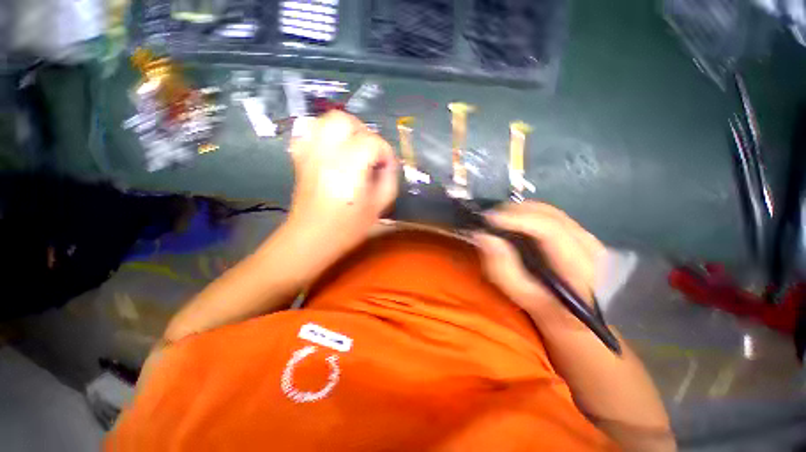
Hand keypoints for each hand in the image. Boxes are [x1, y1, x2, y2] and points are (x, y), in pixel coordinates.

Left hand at [287, 111, 397, 252]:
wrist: (312, 238)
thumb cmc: (348, 227)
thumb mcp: (380, 206)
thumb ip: (389, 179)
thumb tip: (388, 162)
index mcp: (349, 167)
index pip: (372, 142)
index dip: (385, 153)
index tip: (387, 168)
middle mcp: (326, 154)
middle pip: (344, 120)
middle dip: (364, 132)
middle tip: (371, 152)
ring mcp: (309, 153)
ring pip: (325, 120)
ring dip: (344, 130)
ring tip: (354, 148)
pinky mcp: (300, 158)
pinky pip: (310, 132)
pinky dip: (324, 134)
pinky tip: (333, 150)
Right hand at [475, 202, 605, 325]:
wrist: (575, 314)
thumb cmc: (544, 306)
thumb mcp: (519, 293)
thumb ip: (502, 267)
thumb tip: (484, 235)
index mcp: (579, 268)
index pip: (550, 230)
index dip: (518, 219)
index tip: (488, 218)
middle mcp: (589, 245)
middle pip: (549, 215)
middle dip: (514, 212)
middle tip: (487, 217)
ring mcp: (586, 236)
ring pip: (549, 211)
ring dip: (519, 211)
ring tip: (497, 218)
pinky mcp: (579, 232)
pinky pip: (550, 214)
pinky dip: (528, 213)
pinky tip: (513, 221)